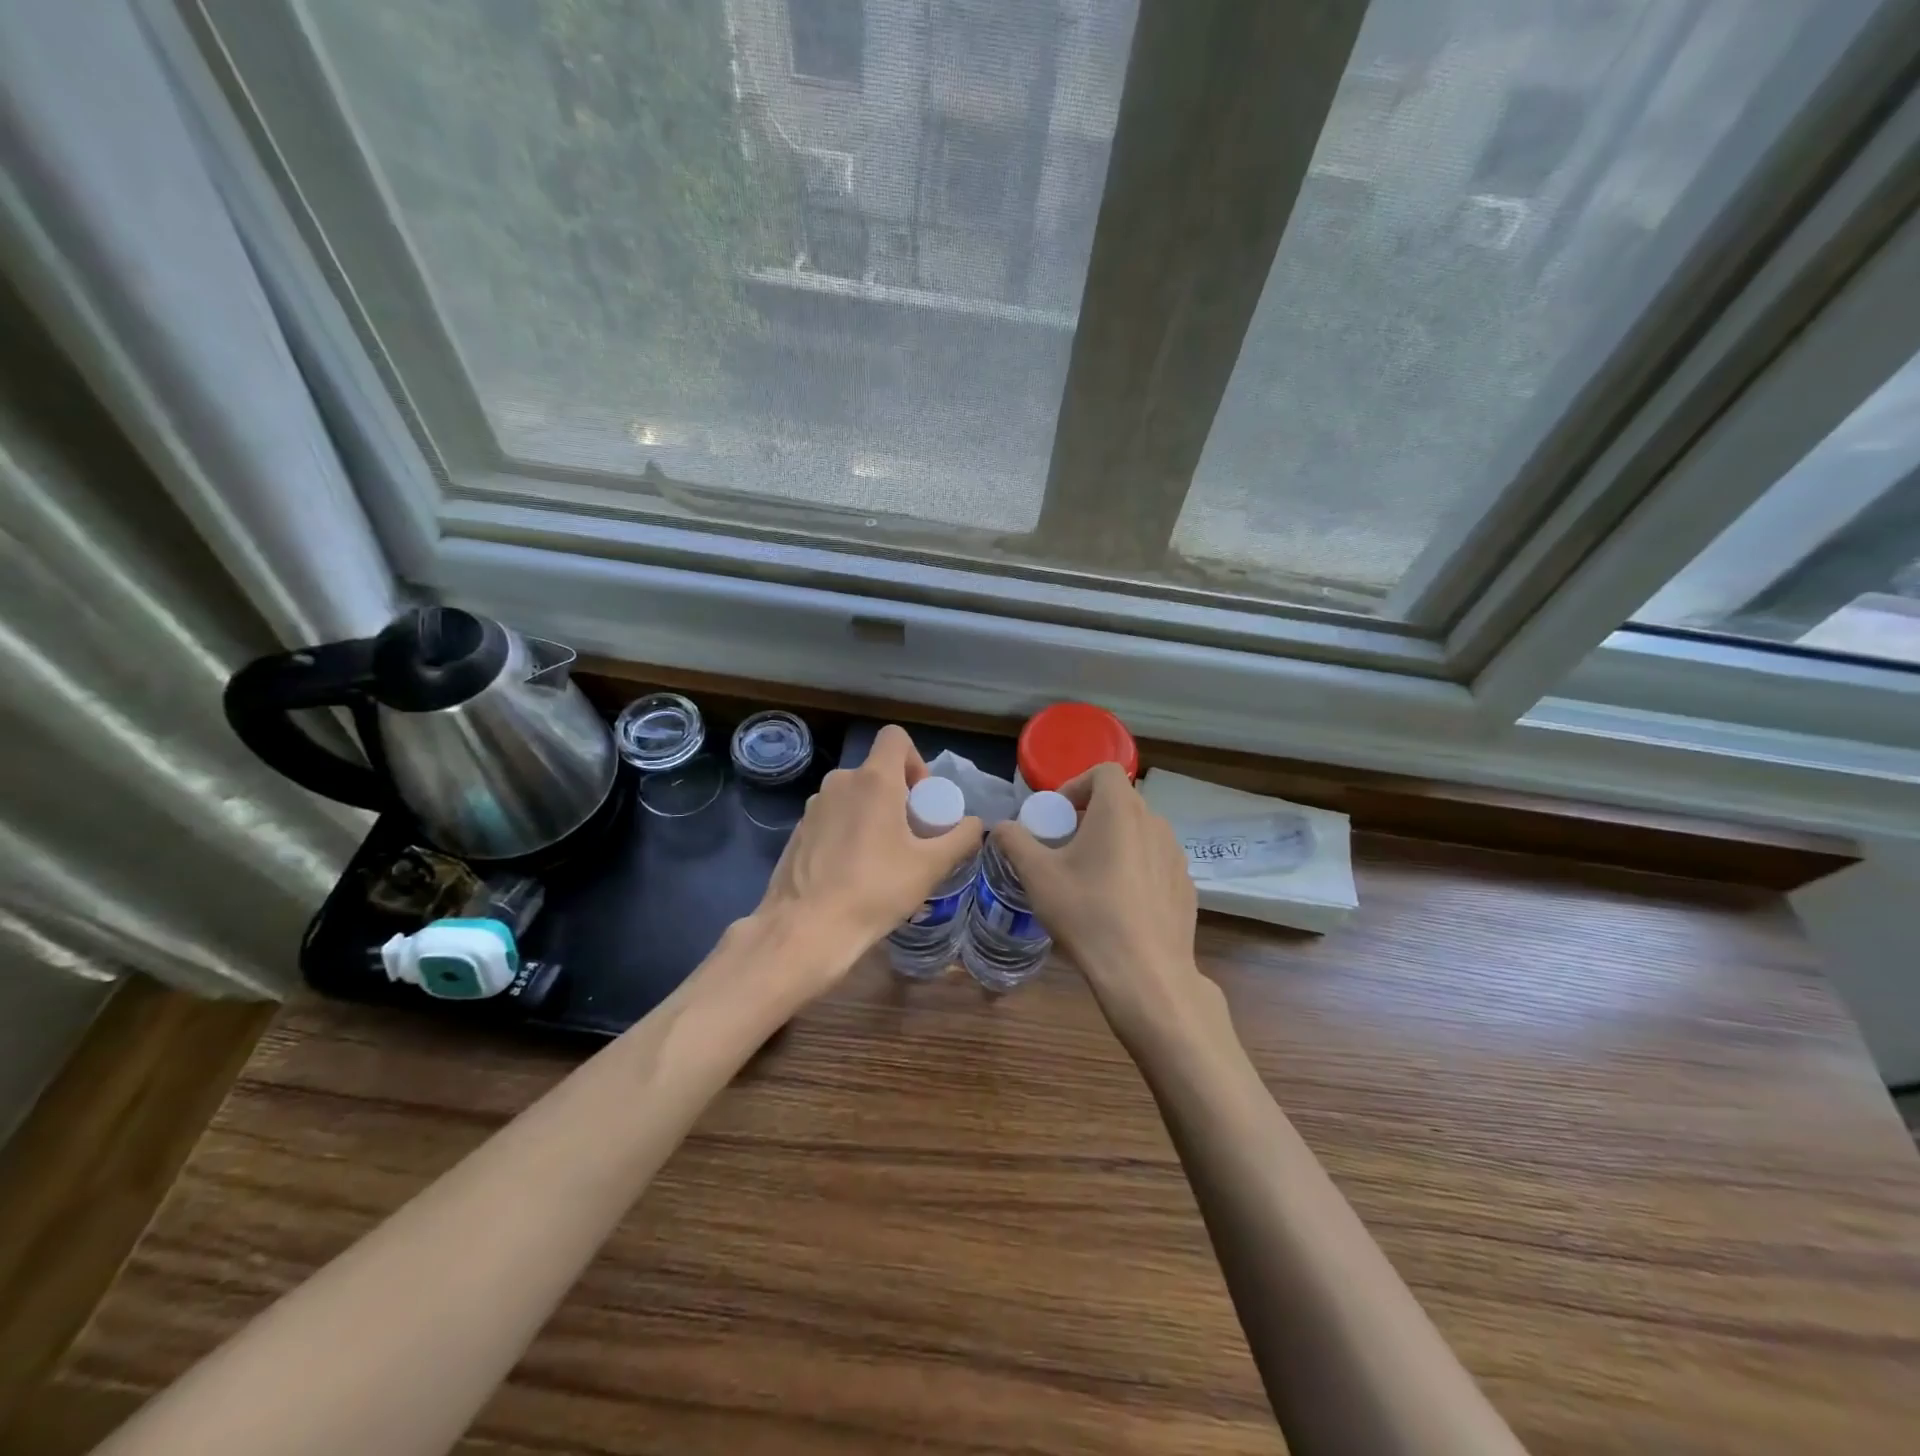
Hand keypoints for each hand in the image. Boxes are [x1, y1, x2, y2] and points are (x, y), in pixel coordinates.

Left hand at [754, 724, 982, 993]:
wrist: (805, 929)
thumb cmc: (874, 890)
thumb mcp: (931, 867)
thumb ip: (960, 838)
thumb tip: (974, 824)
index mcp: (873, 780)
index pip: (895, 738)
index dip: (915, 761)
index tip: (922, 802)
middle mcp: (840, 782)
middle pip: (877, 772)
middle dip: (899, 798)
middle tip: (911, 840)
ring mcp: (814, 807)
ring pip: (854, 798)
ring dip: (874, 818)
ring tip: (884, 863)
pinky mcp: (798, 832)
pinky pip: (834, 820)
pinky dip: (849, 835)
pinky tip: (854, 876)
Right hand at [992, 763, 1225, 1046]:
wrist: (1144, 973)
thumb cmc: (1086, 913)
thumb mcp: (1037, 875)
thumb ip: (1015, 842)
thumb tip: (1002, 827)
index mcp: (1120, 810)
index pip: (1104, 772)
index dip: (1077, 784)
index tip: (1058, 815)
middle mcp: (1155, 823)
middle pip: (1122, 802)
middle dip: (1092, 816)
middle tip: (1067, 846)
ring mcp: (1176, 856)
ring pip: (1141, 833)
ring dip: (1115, 842)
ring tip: (1092, 877)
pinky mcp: (1187, 886)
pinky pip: (1156, 863)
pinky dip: (1136, 869)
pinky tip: (1120, 905)